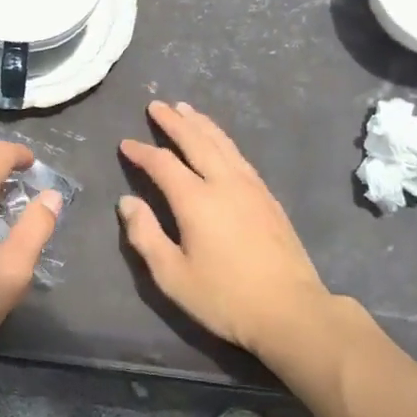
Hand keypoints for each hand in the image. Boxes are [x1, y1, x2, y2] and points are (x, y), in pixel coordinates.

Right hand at [119, 101, 345, 359]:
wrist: (291, 311)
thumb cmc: (225, 297)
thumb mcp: (172, 276)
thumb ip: (145, 236)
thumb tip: (127, 202)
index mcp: (196, 200)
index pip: (162, 164)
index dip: (142, 152)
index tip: (126, 144)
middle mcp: (223, 183)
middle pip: (196, 141)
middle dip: (174, 122)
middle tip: (157, 105)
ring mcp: (251, 187)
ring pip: (222, 143)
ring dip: (201, 124)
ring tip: (186, 109)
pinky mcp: (268, 197)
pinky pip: (239, 155)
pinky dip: (223, 140)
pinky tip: (219, 141)